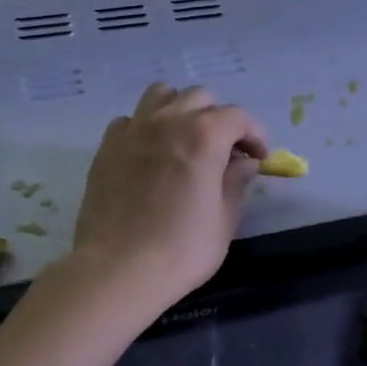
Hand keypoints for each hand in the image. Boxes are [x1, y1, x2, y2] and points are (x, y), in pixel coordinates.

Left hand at [73, 83, 266, 309]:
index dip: (255, 135)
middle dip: (219, 120)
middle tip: (226, 152)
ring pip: (161, 96)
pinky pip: (131, 120)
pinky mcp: (107, 147)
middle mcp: (167, 121)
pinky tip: (152, 155)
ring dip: (181, 111)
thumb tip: (243, 163)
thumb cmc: (182, 250)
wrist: (118, 269)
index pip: (238, 117)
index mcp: (203, 137)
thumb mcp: (224, 220)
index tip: (259, 158)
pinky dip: (148, 127)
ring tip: (187, 141)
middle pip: (200, 99)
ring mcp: (132, 130)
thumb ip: (236, 182)